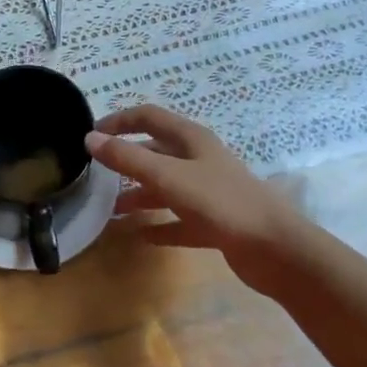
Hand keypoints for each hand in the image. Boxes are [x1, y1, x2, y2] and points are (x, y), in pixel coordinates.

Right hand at [84, 105, 299, 295]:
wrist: (277, 249)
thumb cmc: (221, 202)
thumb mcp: (169, 177)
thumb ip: (128, 159)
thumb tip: (90, 138)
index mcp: (190, 139)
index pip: (148, 117)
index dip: (119, 120)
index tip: (91, 135)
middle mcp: (199, 159)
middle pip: (155, 152)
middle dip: (126, 161)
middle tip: (96, 175)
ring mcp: (208, 191)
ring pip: (165, 187)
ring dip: (138, 196)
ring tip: (111, 211)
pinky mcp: (215, 222)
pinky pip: (178, 220)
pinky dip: (159, 225)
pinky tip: (140, 236)